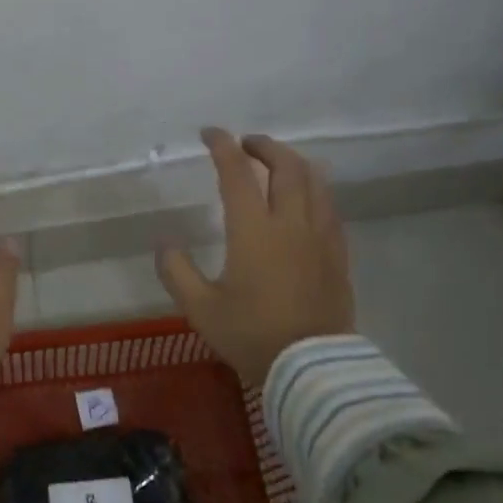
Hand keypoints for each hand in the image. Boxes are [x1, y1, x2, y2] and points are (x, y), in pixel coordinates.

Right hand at [157, 128, 355, 387]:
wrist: (313, 368)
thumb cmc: (253, 336)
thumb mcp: (201, 308)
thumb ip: (177, 271)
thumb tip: (164, 242)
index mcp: (254, 230)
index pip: (237, 173)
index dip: (222, 146)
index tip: (209, 133)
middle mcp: (291, 223)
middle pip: (286, 166)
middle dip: (264, 146)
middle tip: (246, 145)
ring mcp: (321, 236)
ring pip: (315, 181)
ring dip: (293, 163)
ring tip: (276, 165)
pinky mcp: (338, 254)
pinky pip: (328, 206)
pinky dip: (312, 189)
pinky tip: (303, 201)